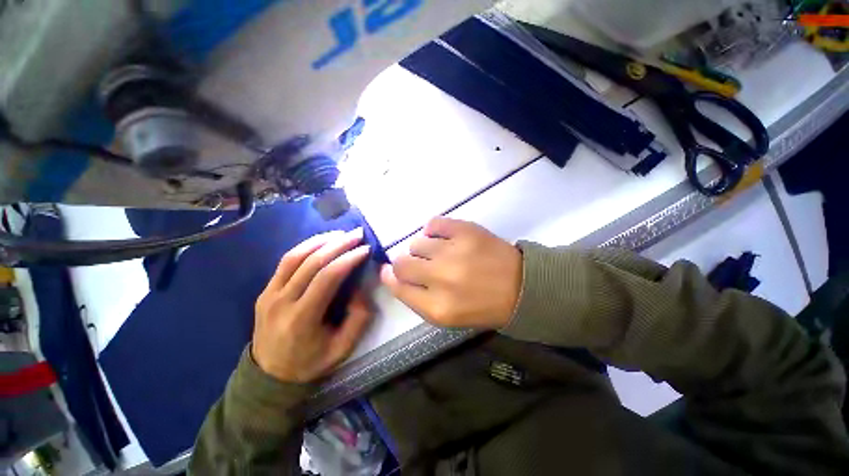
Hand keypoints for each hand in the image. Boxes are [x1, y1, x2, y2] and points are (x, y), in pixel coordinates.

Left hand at [252, 229, 372, 383]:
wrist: (269, 377)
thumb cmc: (310, 363)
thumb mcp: (342, 349)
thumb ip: (358, 318)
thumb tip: (360, 288)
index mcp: (302, 319)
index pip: (327, 278)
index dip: (348, 259)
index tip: (365, 249)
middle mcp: (281, 302)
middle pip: (311, 262)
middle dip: (338, 244)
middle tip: (357, 234)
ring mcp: (269, 294)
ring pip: (295, 257)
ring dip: (320, 241)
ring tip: (341, 234)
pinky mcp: (265, 291)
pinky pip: (285, 262)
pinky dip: (305, 247)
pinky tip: (321, 242)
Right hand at [380, 217, 521, 328]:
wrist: (522, 286)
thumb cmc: (482, 306)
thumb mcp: (446, 315)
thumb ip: (415, 298)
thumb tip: (390, 273)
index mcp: (437, 308)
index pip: (398, 287)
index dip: (391, 277)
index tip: (390, 271)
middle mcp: (441, 279)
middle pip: (401, 263)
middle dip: (405, 263)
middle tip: (422, 264)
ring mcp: (454, 252)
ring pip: (417, 243)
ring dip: (424, 249)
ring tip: (441, 252)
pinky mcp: (466, 231)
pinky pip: (433, 223)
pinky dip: (434, 230)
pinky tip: (445, 238)